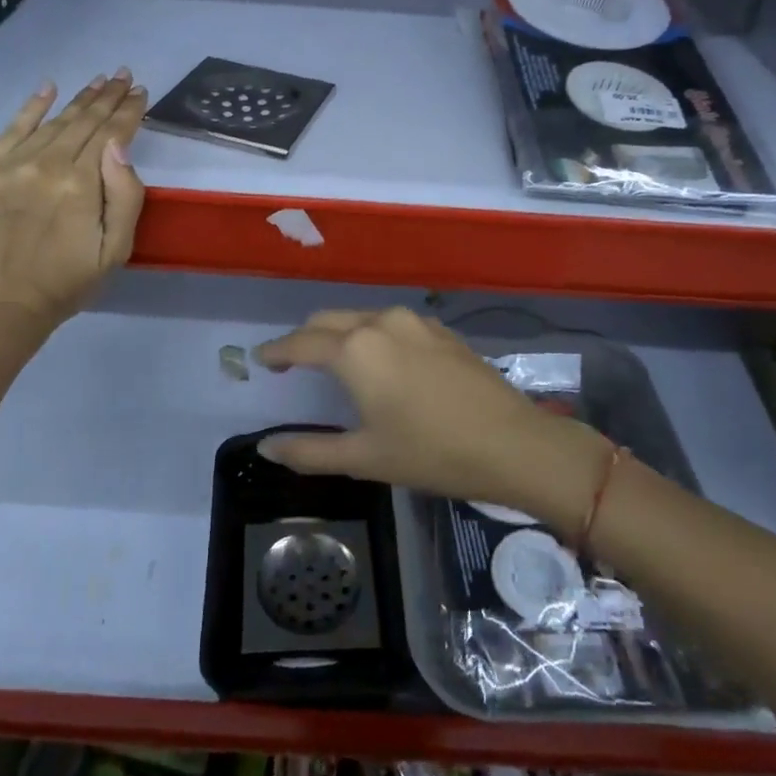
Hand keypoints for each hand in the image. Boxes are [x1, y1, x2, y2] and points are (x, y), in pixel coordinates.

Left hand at [0, 70, 147, 329]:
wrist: (0, 308)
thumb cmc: (68, 283)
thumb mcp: (116, 250)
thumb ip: (126, 196)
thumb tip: (119, 145)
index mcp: (81, 185)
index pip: (111, 134)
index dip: (129, 111)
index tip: (140, 91)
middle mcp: (45, 165)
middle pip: (83, 121)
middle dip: (108, 97)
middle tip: (123, 75)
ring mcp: (8, 166)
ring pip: (52, 122)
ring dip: (79, 99)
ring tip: (99, 81)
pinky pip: (9, 130)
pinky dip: (31, 107)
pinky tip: (49, 88)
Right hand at [254, 307, 612, 533]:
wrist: (513, 442)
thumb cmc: (432, 452)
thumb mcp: (365, 457)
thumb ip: (309, 450)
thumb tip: (267, 447)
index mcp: (355, 350)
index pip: (301, 343)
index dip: (278, 351)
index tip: (262, 359)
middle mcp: (381, 323)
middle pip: (328, 320)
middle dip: (305, 337)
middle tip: (293, 362)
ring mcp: (415, 321)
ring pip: (361, 317)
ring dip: (340, 333)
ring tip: (335, 360)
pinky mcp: (440, 329)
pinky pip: (391, 323)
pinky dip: (372, 335)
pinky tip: (381, 360)